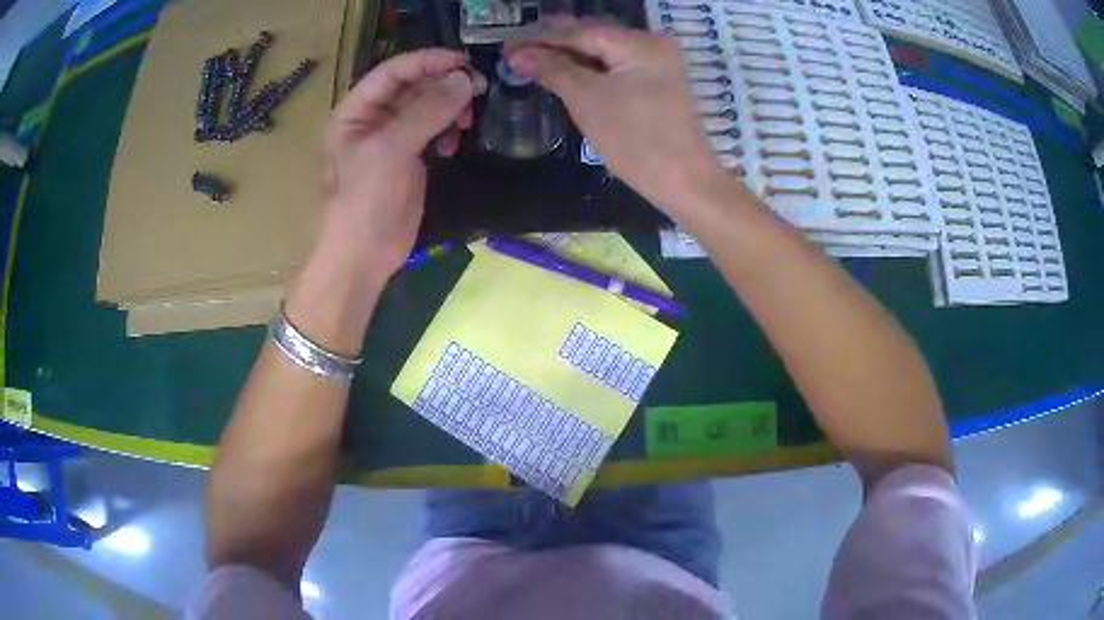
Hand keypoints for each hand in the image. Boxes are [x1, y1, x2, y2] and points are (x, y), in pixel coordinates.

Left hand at [320, 50, 486, 281]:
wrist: (363, 256)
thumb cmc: (365, 201)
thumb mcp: (391, 149)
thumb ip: (427, 110)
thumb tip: (464, 80)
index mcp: (356, 111)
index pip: (393, 71)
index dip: (427, 61)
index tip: (464, 62)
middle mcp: (372, 120)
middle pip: (412, 86)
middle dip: (444, 85)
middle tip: (478, 88)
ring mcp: (391, 139)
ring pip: (426, 108)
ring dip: (449, 108)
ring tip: (466, 120)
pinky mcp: (408, 159)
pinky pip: (432, 131)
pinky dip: (447, 131)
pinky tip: (454, 144)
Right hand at [507, 19, 723, 209]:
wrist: (685, 182)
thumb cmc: (635, 141)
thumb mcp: (587, 101)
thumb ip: (553, 70)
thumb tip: (519, 52)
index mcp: (639, 43)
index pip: (580, 32)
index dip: (541, 37)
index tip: (508, 43)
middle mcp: (653, 44)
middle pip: (595, 35)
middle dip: (555, 41)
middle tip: (517, 48)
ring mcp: (660, 62)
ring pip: (605, 50)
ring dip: (571, 54)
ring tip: (535, 57)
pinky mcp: (660, 81)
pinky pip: (618, 65)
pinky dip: (591, 67)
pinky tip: (568, 69)